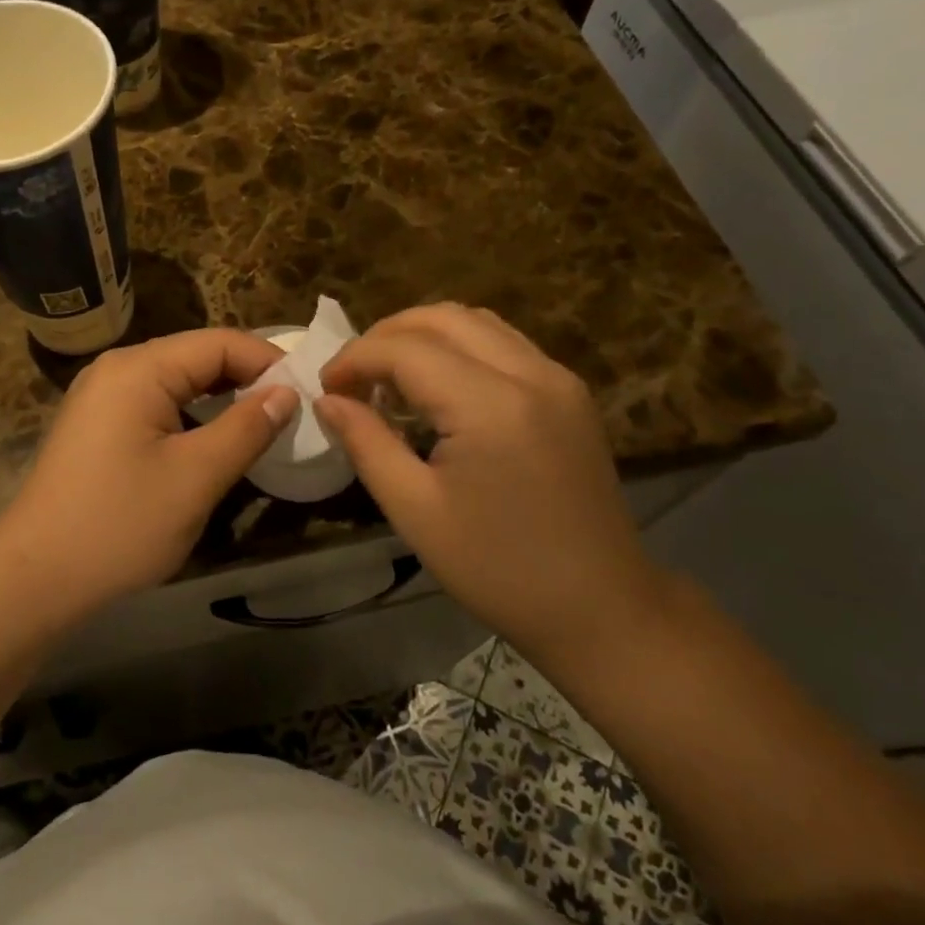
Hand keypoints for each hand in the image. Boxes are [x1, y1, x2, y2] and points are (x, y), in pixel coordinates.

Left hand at [0, 329, 296, 611]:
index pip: (219, 342)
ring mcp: (101, 397)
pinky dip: (191, 416)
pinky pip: (156, 405)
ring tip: (262, 425)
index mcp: (138, 369)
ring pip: (177, 382)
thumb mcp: (196, 477)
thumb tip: (286, 392)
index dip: (267, 361)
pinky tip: (214, 440)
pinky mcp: (97, 426)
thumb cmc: (120, 524)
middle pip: (196, 356)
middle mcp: (116, 369)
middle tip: (292, 410)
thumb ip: (247, 427)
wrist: (35, 578)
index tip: (308, 391)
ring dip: (220, 398)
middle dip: (246, 378)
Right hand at [317, 304, 662, 653]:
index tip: (325, 387)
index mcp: (490, 405)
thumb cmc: (497, 569)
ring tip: (390, 377)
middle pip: (442, 317)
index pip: (405, 349)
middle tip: (352, 377)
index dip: (355, 358)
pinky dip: (459, 347)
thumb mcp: (415, 510)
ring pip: (476, 321)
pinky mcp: (569, 392)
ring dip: (423, 335)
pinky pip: (504, 343)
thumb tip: (328, 400)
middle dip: (385, 336)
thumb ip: (366, 443)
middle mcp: (530, 373)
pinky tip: (438, 387)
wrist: (599, 606)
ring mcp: (557, 378)